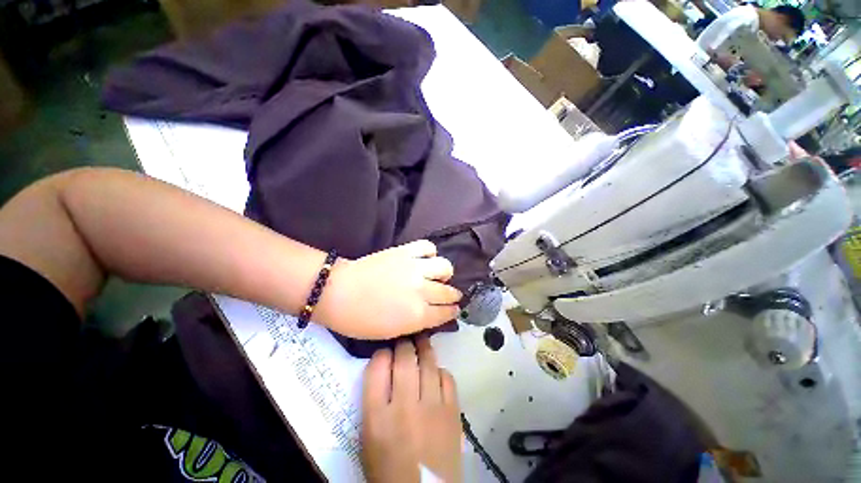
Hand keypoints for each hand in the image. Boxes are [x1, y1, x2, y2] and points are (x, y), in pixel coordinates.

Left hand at [316, 240, 461, 339]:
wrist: (337, 292)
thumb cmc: (359, 321)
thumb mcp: (391, 332)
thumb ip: (415, 324)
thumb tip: (428, 316)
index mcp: (419, 316)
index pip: (448, 313)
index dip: (451, 313)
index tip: (451, 311)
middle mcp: (423, 292)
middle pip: (450, 292)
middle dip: (451, 296)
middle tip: (445, 297)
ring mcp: (415, 269)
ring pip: (445, 267)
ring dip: (443, 274)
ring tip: (434, 277)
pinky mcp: (405, 252)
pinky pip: (428, 247)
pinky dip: (429, 254)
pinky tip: (422, 261)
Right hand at [361, 339, 462, 482]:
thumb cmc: (387, 468)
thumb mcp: (367, 438)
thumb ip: (372, 406)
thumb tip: (382, 379)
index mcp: (376, 414)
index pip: (376, 370)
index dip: (380, 354)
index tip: (383, 351)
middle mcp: (404, 405)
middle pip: (404, 362)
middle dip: (404, 345)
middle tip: (404, 339)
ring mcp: (432, 408)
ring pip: (429, 367)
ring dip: (424, 352)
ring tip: (422, 344)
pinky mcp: (453, 414)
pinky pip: (448, 381)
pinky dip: (441, 372)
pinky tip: (437, 372)